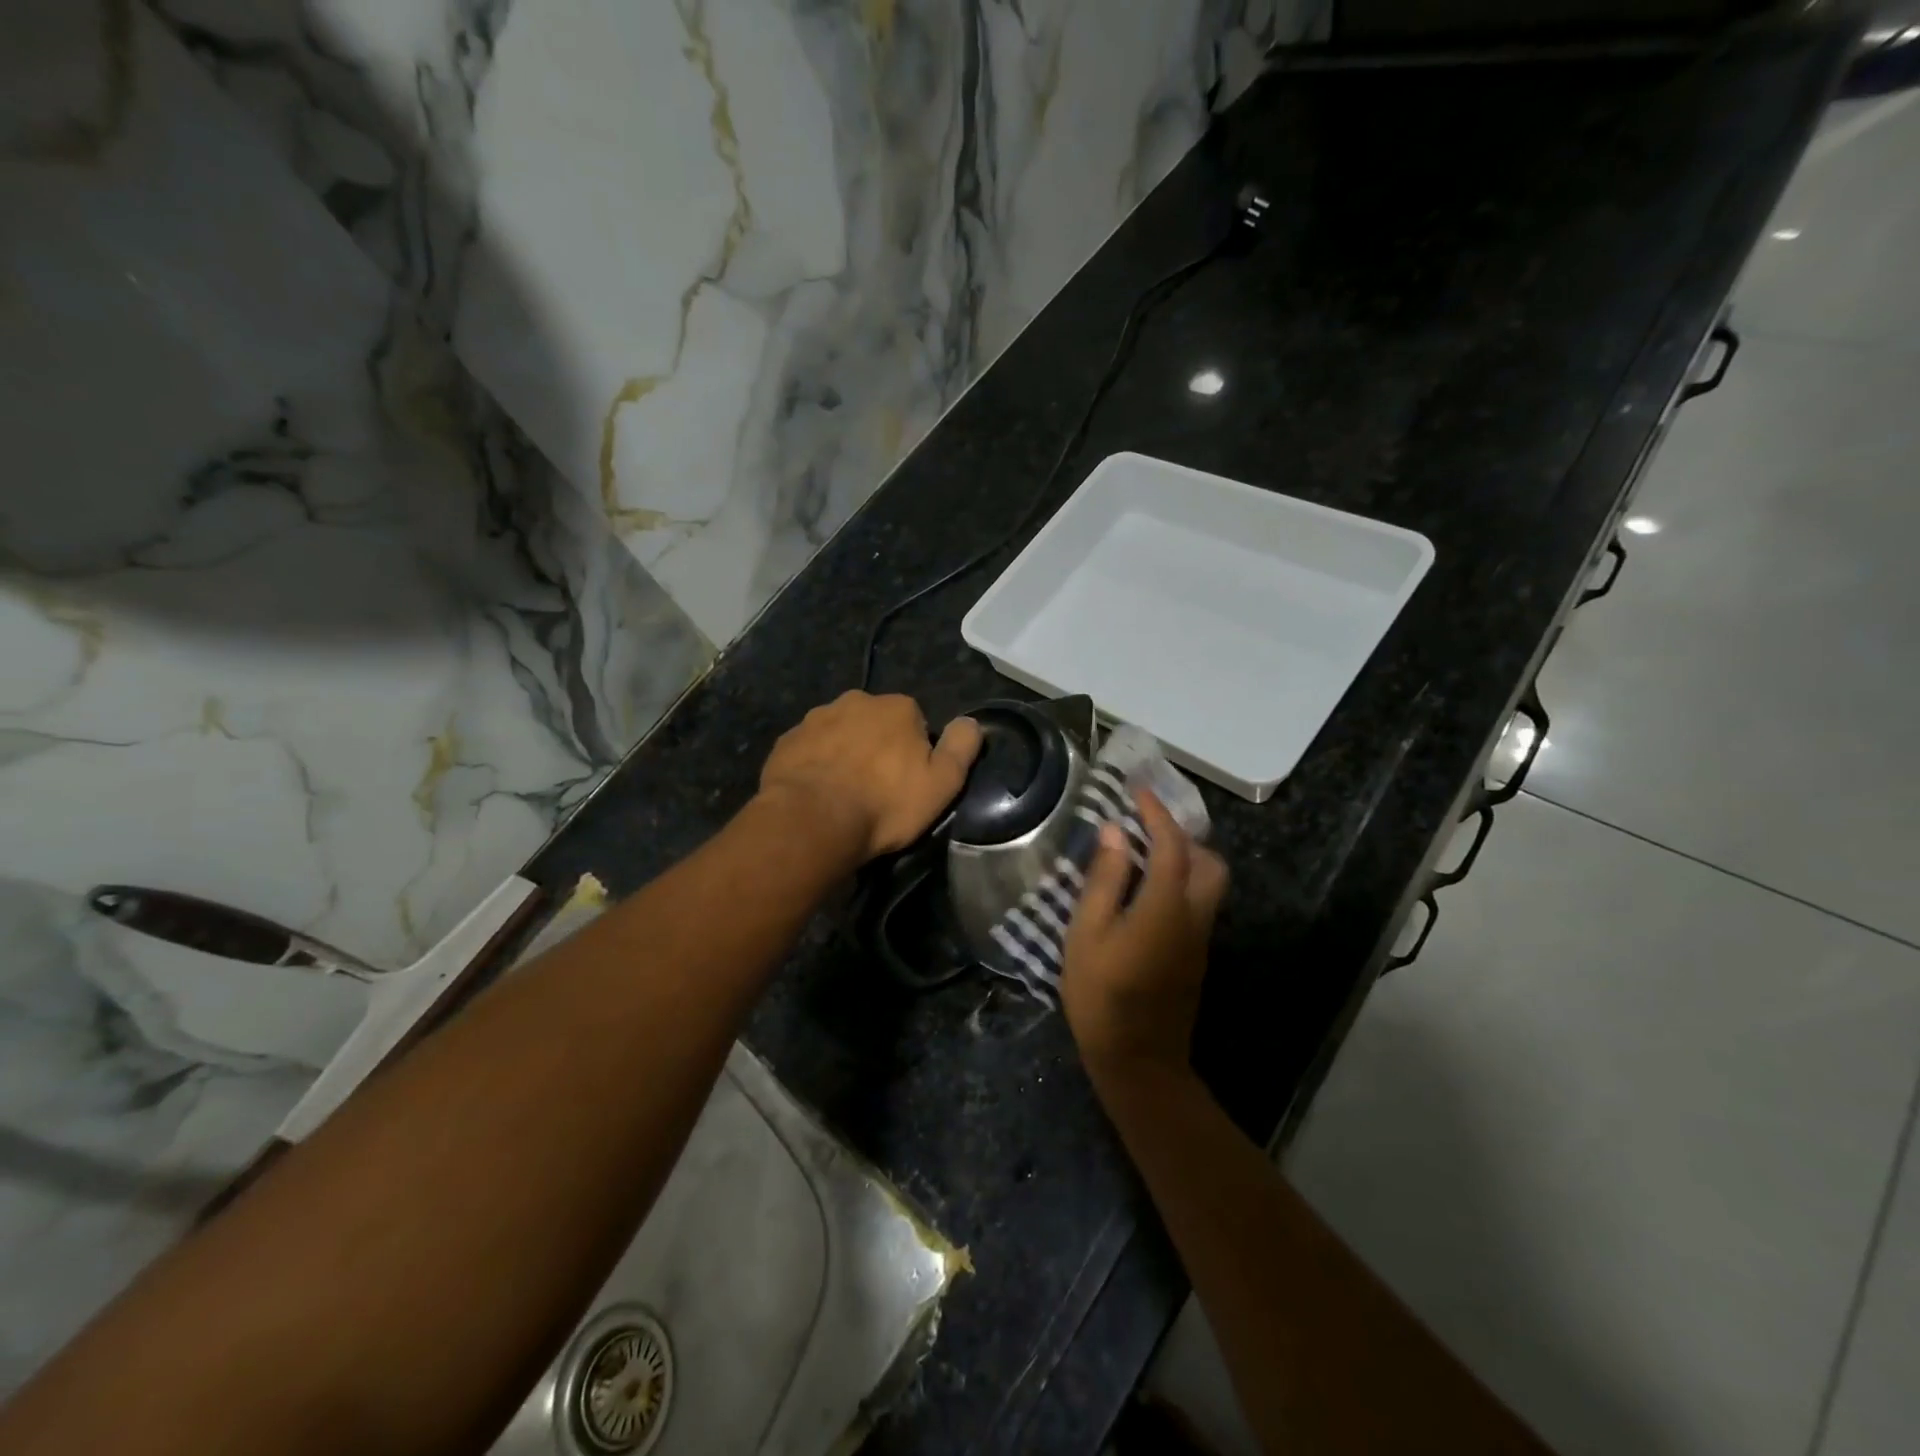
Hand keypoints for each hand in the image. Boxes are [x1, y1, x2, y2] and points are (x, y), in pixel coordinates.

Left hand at [758, 691, 981, 862]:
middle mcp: (856, 701)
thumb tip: (971, 721)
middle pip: (875, 723)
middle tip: (876, 790)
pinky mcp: (786, 741)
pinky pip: (809, 750)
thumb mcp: (942, 783)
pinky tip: (817, 794)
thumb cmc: (885, 803)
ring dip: (844, 754)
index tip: (908, 782)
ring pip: (840, 733)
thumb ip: (962, 747)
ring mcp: (816, 718)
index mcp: (897, 707)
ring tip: (844, 794)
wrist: (812, 820)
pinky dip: (815, 765)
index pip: (915, 722)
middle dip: (877, 748)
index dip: (914, 753)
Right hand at [1061, 789, 1227, 1082]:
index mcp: (1166, 905)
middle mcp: (1194, 916)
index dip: (1157, 813)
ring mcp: (1200, 939)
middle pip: (1209, 862)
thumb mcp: (1088, 932)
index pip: (1171, 844)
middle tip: (1145, 828)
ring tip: (1142, 856)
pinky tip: (1146, 893)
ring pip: (1209, 884)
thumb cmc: (1102, 994)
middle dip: (1183, 836)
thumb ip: (1105, 878)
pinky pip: (1199, 904)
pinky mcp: (1196, 956)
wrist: (1139, 1060)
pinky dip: (1181, 883)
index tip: (1138, 790)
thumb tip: (1115, 831)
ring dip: (1184, 859)